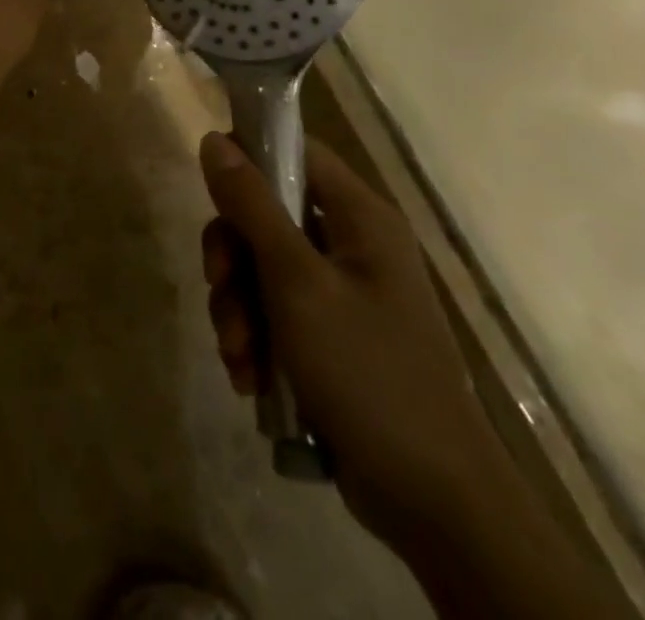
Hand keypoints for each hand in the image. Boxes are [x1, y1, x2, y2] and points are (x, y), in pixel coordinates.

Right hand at [198, 133, 507, 555]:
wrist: (434, 504)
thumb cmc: (368, 372)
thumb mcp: (295, 282)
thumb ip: (251, 205)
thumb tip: (213, 139)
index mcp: (359, 217)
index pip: (295, 150)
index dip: (247, 157)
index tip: (209, 189)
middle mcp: (351, 244)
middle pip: (264, 214)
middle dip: (232, 258)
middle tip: (219, 289)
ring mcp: (340, 293)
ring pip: (260, 268)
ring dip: (237, 308)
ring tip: (240, 356)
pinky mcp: (329, 337)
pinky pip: (272, 312)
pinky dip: (254, 339)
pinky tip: (251, 378)